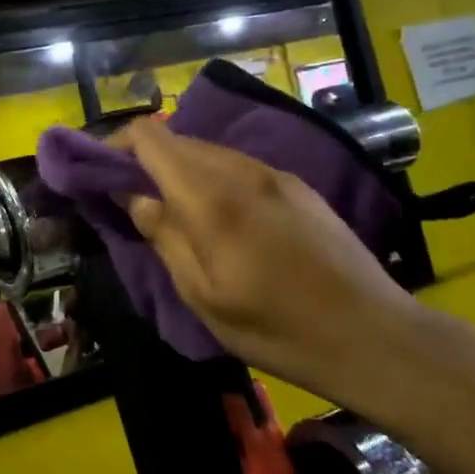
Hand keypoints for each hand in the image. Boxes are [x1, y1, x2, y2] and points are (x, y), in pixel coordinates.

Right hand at [112, 120, 425, 402]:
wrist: (375, 336)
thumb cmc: (278, 328)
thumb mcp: (203, 295)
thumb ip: (163, 236)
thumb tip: (131, 196)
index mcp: (211, 197)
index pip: (149, 137)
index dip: (115, 146)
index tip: (98, 176)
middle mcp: (241, 170)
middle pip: (176, 140)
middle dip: (143, 161)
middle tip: (128, 201)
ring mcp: (274, 173)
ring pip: (207, 151)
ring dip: (178, 170)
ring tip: (170, 212)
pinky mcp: (297, 185)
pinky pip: (237, 165)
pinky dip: (210, 177)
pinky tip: (217, 216)